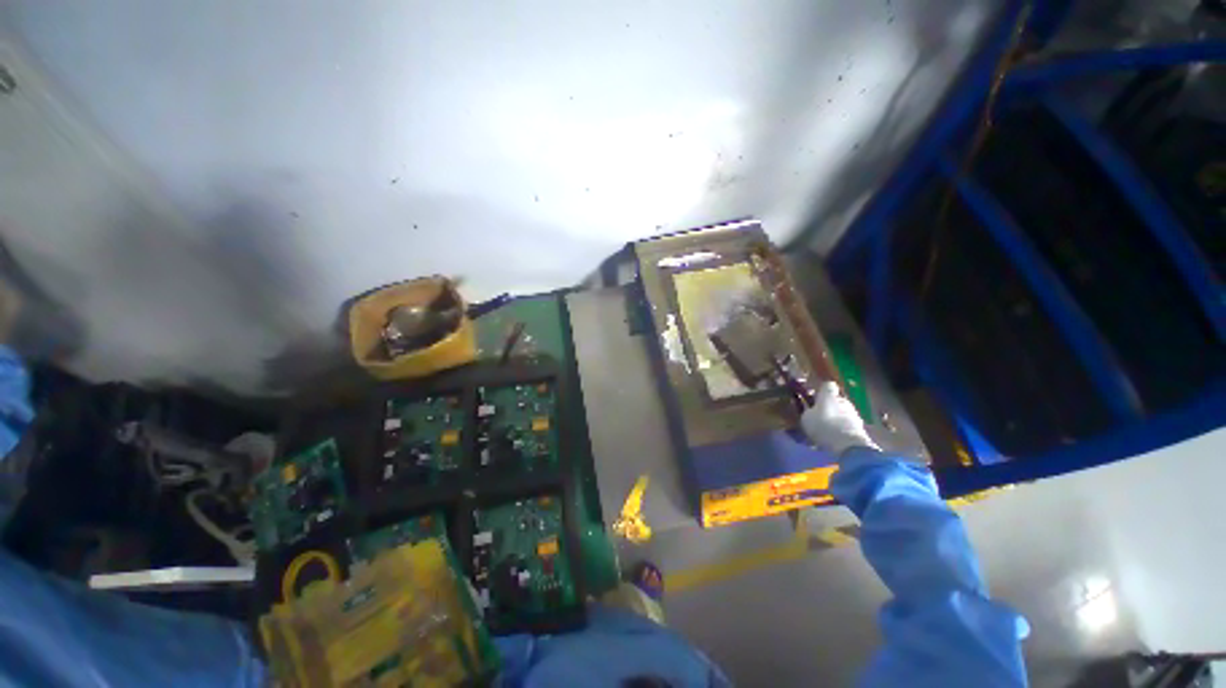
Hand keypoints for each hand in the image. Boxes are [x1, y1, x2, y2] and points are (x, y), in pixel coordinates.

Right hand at [799, 381, 877, 454]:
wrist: (847, 444)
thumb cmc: (822, 425)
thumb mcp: (806, 417)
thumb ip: (808, 411)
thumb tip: (810, 410)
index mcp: (829, 395)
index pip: (827, 385)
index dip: (822, 391)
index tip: (814, 397)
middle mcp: (844, 400)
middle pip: (836, 400)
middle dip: (829, 406)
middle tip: (819, 416)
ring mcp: (854, 414)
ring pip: (843, 413)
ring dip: (836, 418)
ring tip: (827, 430)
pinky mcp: (861, 428)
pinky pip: (848, 425)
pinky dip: (842, 429)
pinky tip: (834, 438)